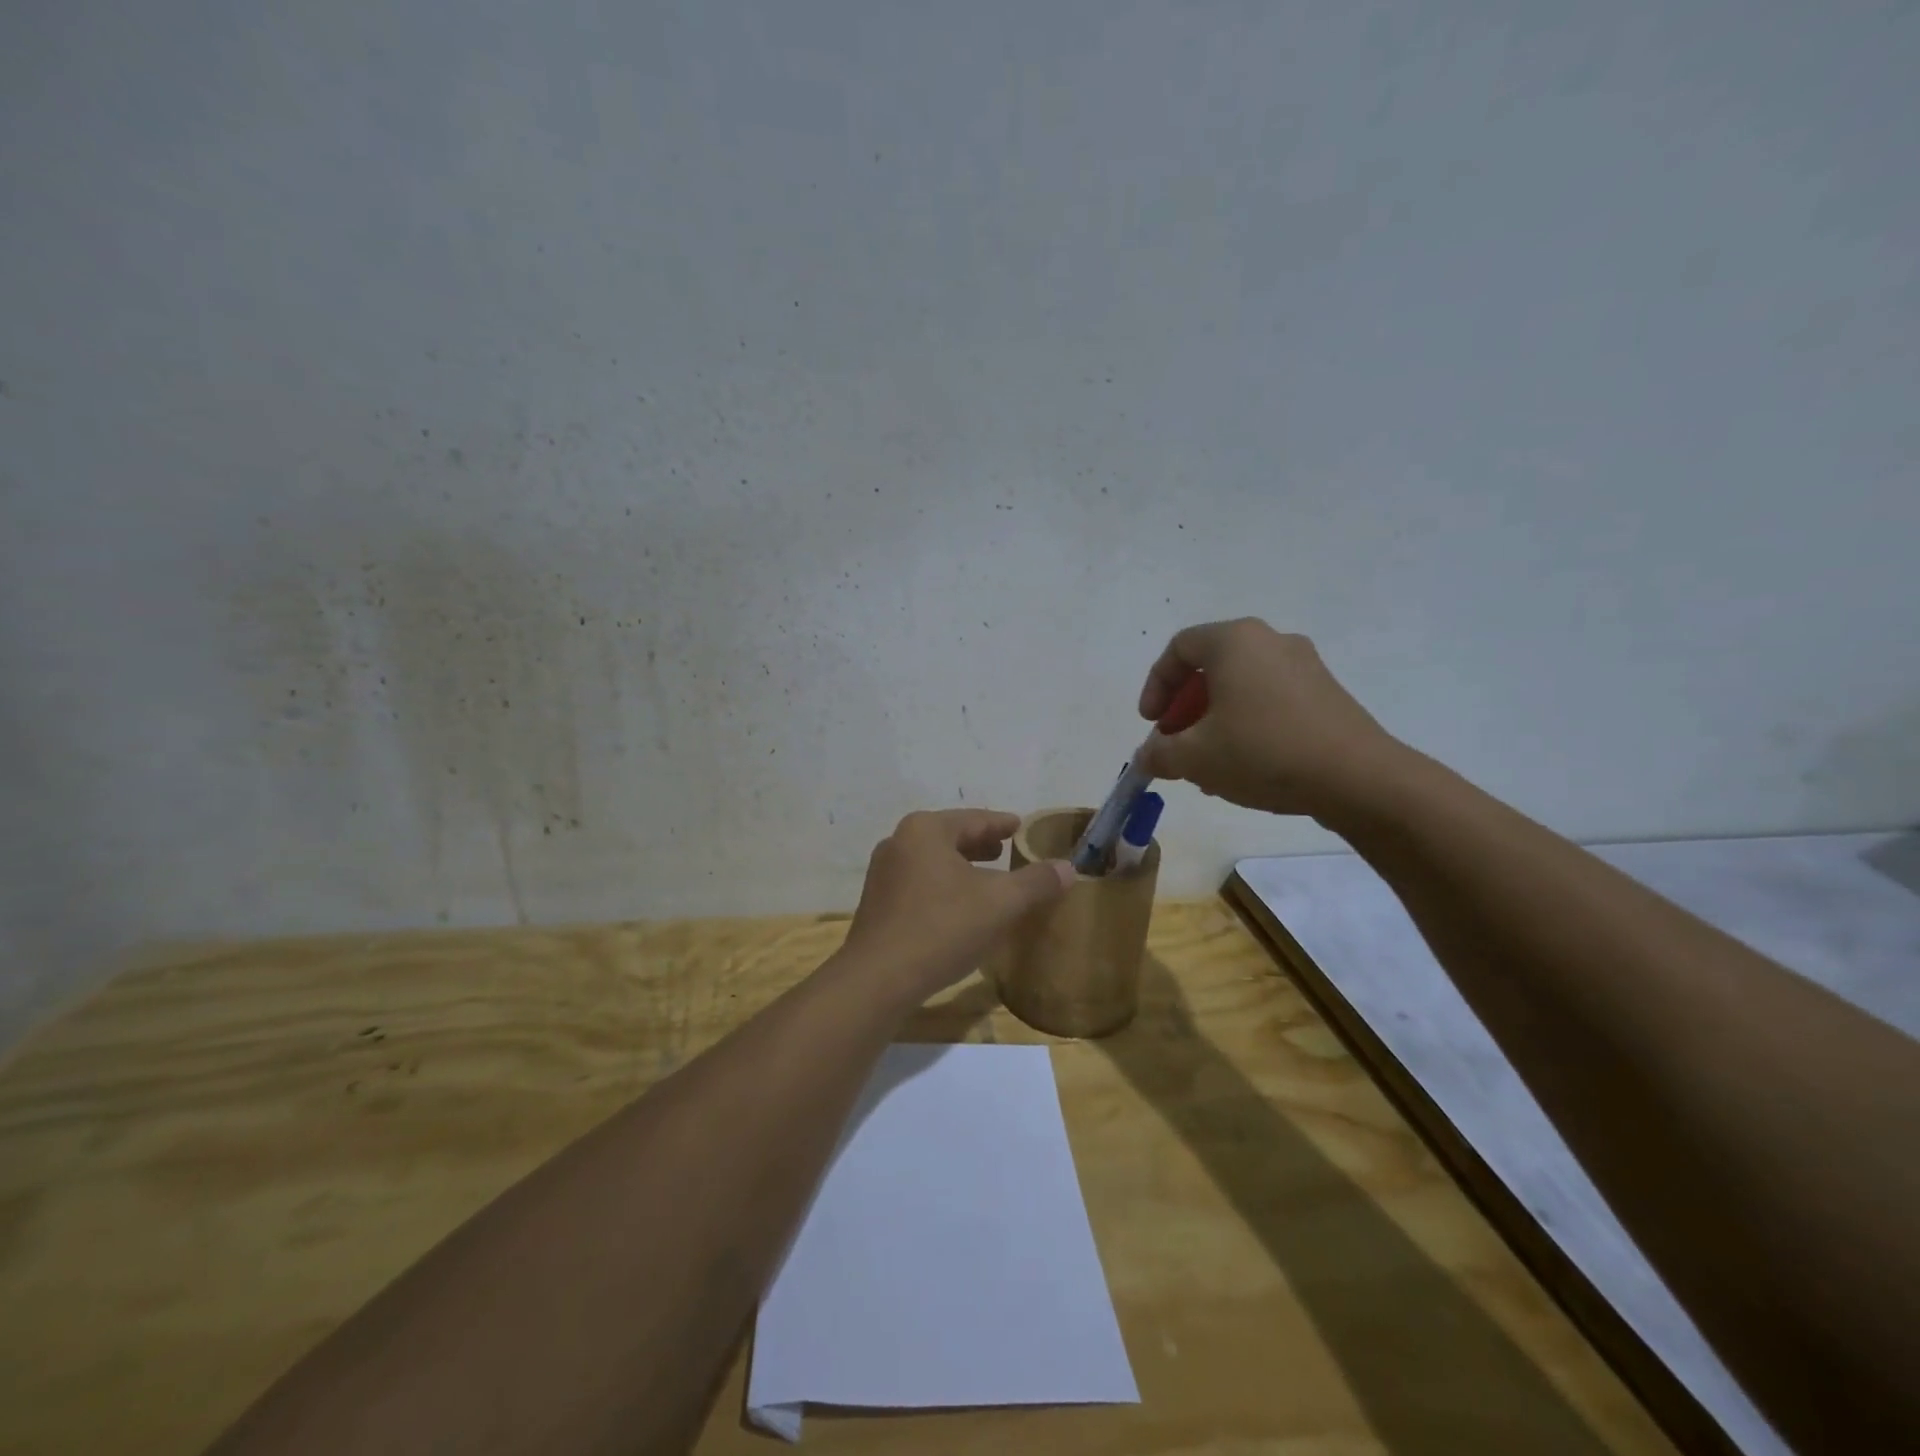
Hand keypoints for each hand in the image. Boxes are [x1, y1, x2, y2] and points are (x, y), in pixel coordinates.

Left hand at [841, 810, 1073, 1002]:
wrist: (878, 979)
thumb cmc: (942, 928)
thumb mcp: (1000, 904)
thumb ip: (1036, 882)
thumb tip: (1067, 867)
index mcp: (926, 830)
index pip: (974, 819)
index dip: (1001, 824)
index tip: (1019, 826)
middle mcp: (899, 841)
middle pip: (950, 836)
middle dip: (980, 844)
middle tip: (1005, 849)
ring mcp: (883, 873)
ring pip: (933, 860)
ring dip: (962, 866)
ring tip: (987, 877)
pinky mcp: (877, 903)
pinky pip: (920, 882)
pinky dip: (944, 885)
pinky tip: (958, 906)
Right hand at [1137, 618, 1402, 818]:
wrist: (1358, 779)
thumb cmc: (1263, 753)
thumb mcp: (1195, 757)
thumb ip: (1159, 753)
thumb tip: (1147, 755)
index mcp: (1235, 641)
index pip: (1179, 648)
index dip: (1156, 686)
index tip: (1152, 724)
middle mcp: (1271, 641)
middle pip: (1211, 668)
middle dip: (1185, 709)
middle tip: (1176, 744)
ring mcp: (1305, 667)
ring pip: (1241, 688)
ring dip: (1214, 722)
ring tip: (1207, 765)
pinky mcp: (1327, 694)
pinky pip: (1270, 701)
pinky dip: (1246, 725)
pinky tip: (1244, 767)